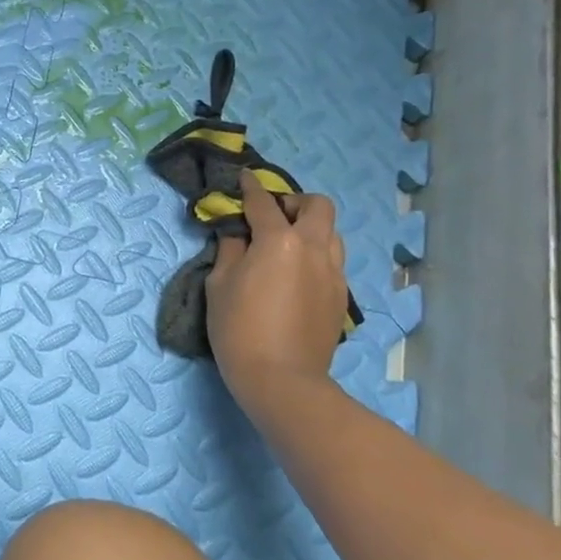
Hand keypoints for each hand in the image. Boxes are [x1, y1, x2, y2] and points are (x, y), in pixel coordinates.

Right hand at [205, 170, 351, 402]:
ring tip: (287, 244)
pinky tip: (297, 274)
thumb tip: (237, 235)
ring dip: (311, 228)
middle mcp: (313, 248)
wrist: (282, 380)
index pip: (264, 203)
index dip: (251, 188)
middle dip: (296, 202)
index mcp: (280, 241)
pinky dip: (316, 255)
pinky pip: (333, 261)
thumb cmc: (239, 329)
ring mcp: (333, 273)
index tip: (244, 179)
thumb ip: (230, 251)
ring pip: (332, 233)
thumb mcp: (219, 285)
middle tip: (274, 215)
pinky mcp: (341, 296)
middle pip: (318, 206)